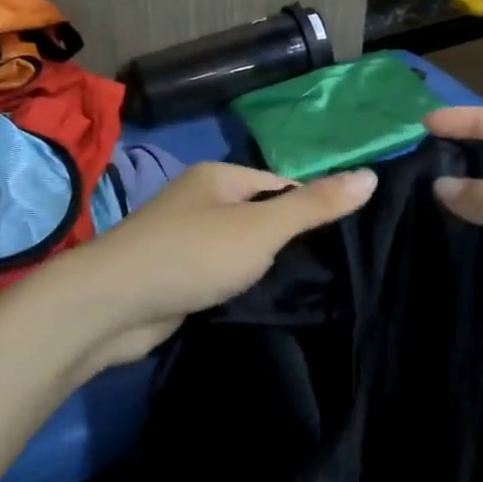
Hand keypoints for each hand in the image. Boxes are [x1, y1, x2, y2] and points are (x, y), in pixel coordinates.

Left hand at [61, 161, 376, 367]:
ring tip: (305, 289)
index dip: (311, 208)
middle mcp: (200, 200)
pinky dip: (239, 286)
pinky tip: (261, 302)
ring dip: (263, 266)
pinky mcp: (175, 275)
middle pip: (260, 215)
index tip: (342, 239)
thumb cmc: (193, 254)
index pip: (281, 184)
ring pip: (239, 248)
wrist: (111, 306)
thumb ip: (314, 205)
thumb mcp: (263, 227)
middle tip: (329, 269)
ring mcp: (183, 239)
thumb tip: (371, 176)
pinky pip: (220, 274)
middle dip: (288, 240)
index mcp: (219, 177)